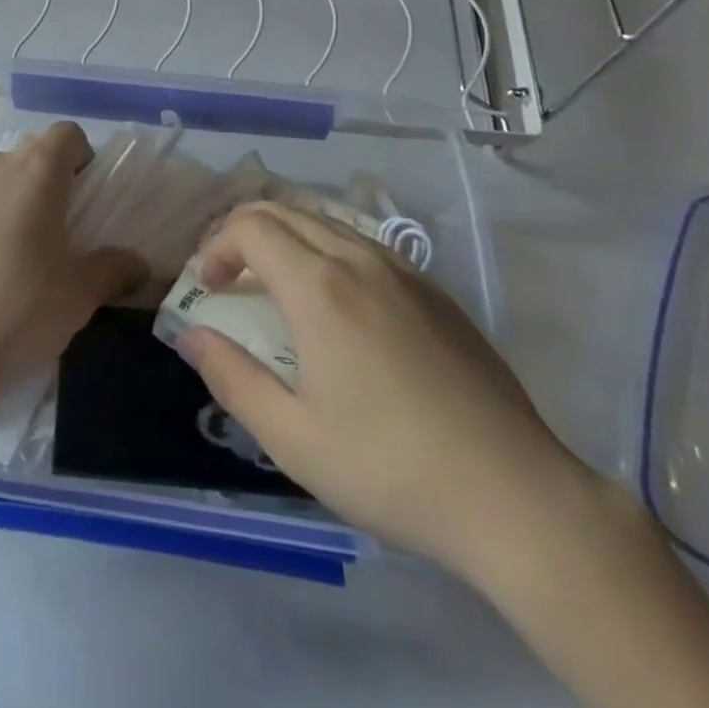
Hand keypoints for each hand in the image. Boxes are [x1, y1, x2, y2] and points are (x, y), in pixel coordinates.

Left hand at [0, 121, 142, 418]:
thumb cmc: (18, 309)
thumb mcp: (79, 295)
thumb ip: (114, 270)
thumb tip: (138, 265)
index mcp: (36, 170)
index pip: (67, 134)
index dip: (82, 158)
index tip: (85, 199)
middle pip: (31, 153)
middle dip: (48, 181)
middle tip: (57, 232)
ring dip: (12, 198)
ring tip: (15, 252)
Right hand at [176, 201, 586, 576]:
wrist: (516, 496)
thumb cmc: (391, 469)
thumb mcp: (292, 438)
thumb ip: (231, 378)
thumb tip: (192, 335)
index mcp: (319, 288)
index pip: (250, 228)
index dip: (216, 246)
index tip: (208, 287)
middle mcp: (359, 260)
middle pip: (286, 211)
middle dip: (243, 231)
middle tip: (228, 276)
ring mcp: (403, 271)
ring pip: (327, 222)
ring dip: (286, 238)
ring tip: (274, 283)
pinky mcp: (435, 291)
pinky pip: (365, 245)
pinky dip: (327, 251)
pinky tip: (337, 302)